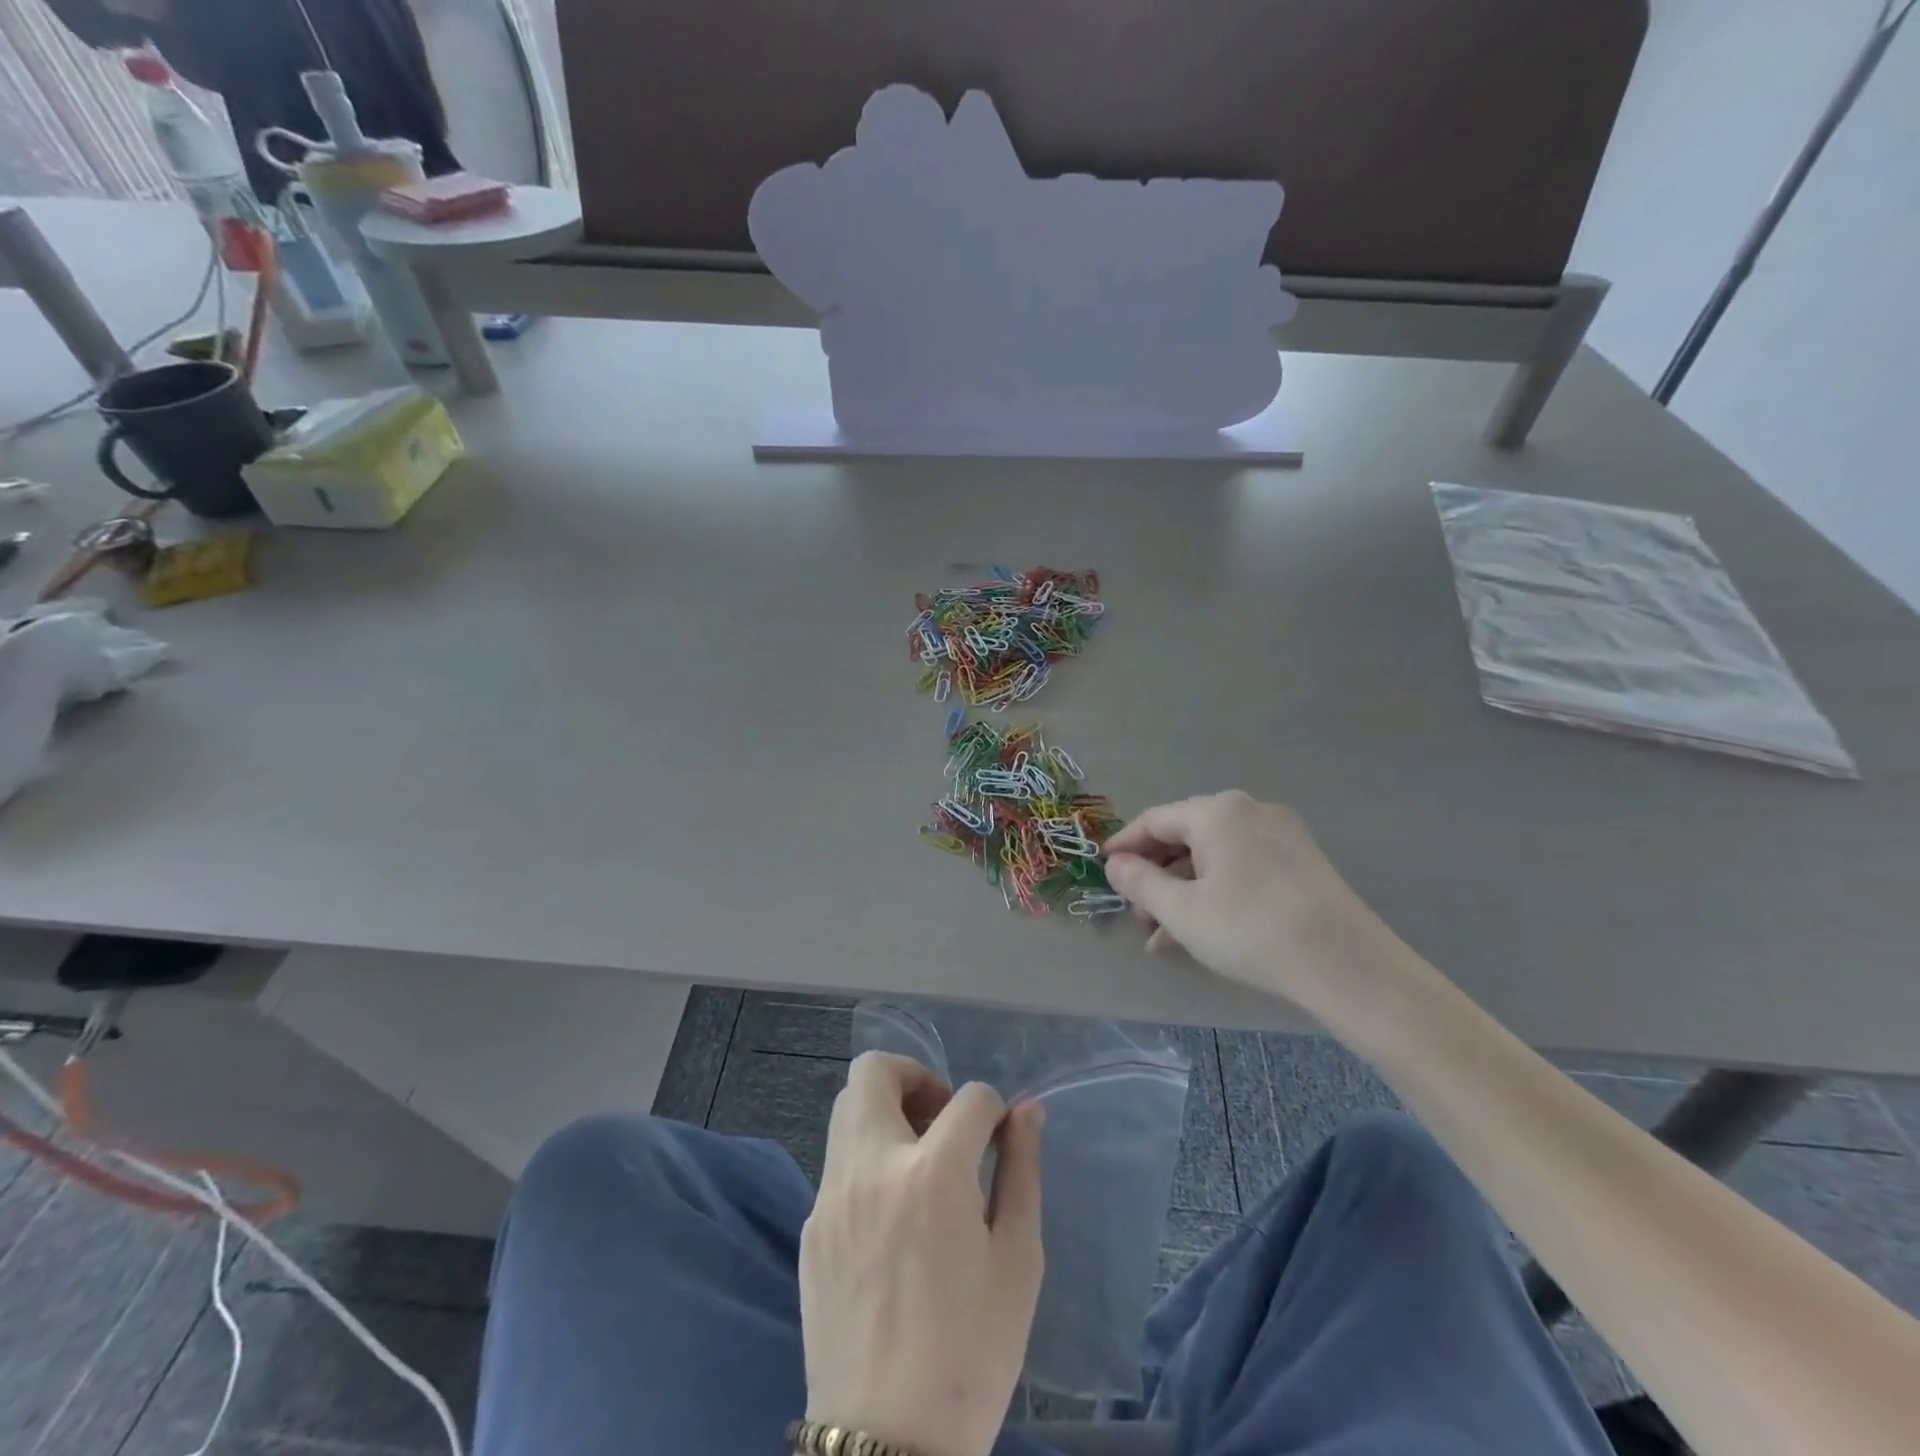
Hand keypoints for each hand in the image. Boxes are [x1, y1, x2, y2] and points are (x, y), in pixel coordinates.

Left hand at [801, 1051, 1044, 1455]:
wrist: (888, 1447)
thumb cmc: (971, 1354)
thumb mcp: (1017, 1261)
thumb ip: (1021, 1170)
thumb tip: (1027, 1111)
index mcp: (932, 1173)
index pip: (968, 1097)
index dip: (993, 1109)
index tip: (998, 1137)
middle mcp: (872, 1167)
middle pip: (875, 1071)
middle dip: (915, 1077)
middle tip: (942, 1120)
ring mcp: (831, 1196)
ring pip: (846, 1109)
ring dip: (885, 1112)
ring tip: (918, 1163)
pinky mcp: (810, 1228)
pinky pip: (838, 1163)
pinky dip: (867, 1161)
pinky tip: (891, 1216)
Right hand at [1103, 790, 1418, 1028]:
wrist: (1347, 964)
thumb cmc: (1250, 930)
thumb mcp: (1182, 911)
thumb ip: (1140, 882)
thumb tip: (1116, 864)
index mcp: (1215, 812)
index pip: (1154, 820)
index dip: (1124, 845)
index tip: (1103, 870)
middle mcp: (1248, 810)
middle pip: (1185, 836)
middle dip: (1155, 874)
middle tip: (1137, 913)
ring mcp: (1279, 834)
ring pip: (1214, 855)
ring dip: (1183, 889)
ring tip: (1164, 932)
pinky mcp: (1301, 860)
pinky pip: (1241, 866)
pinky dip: (1215, 891)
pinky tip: (1202, 929)